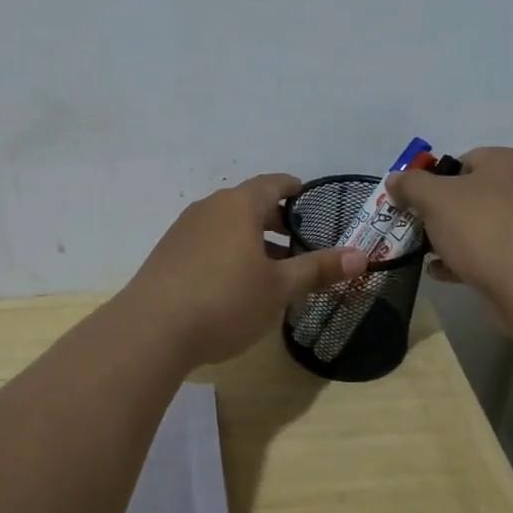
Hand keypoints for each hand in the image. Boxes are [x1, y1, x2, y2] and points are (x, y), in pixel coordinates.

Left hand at [122, 174, 366, 367]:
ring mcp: (184, 230)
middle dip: (275, 220)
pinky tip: (235, 283)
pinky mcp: (168, 254)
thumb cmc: (225, 300)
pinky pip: (208, 242)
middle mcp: (209, 208)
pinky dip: (228, 252)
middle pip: (248, 204)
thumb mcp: (279, 288)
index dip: (293, 188)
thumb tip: (361, 256)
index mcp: (239, 205)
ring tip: (272, 267)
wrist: (151, 329)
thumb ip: (318, 269)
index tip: (308, 197)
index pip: (272, 183)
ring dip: (252, 239)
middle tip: (300, 240)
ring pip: (227, 225)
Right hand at [385, 148, 512, 334]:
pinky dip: (470, 259)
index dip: (434, 181)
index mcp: (512, 161)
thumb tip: (394, 180)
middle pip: (473, 194)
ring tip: (429, 256)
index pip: (463, 160)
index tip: (416, 205)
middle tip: (421, 231)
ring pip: (484, 225)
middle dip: (443, 213)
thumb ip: (410, 185)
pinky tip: (445, 273)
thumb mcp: (434, 199)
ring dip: (454, 238)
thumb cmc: (483, 228)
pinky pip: (496, 251)